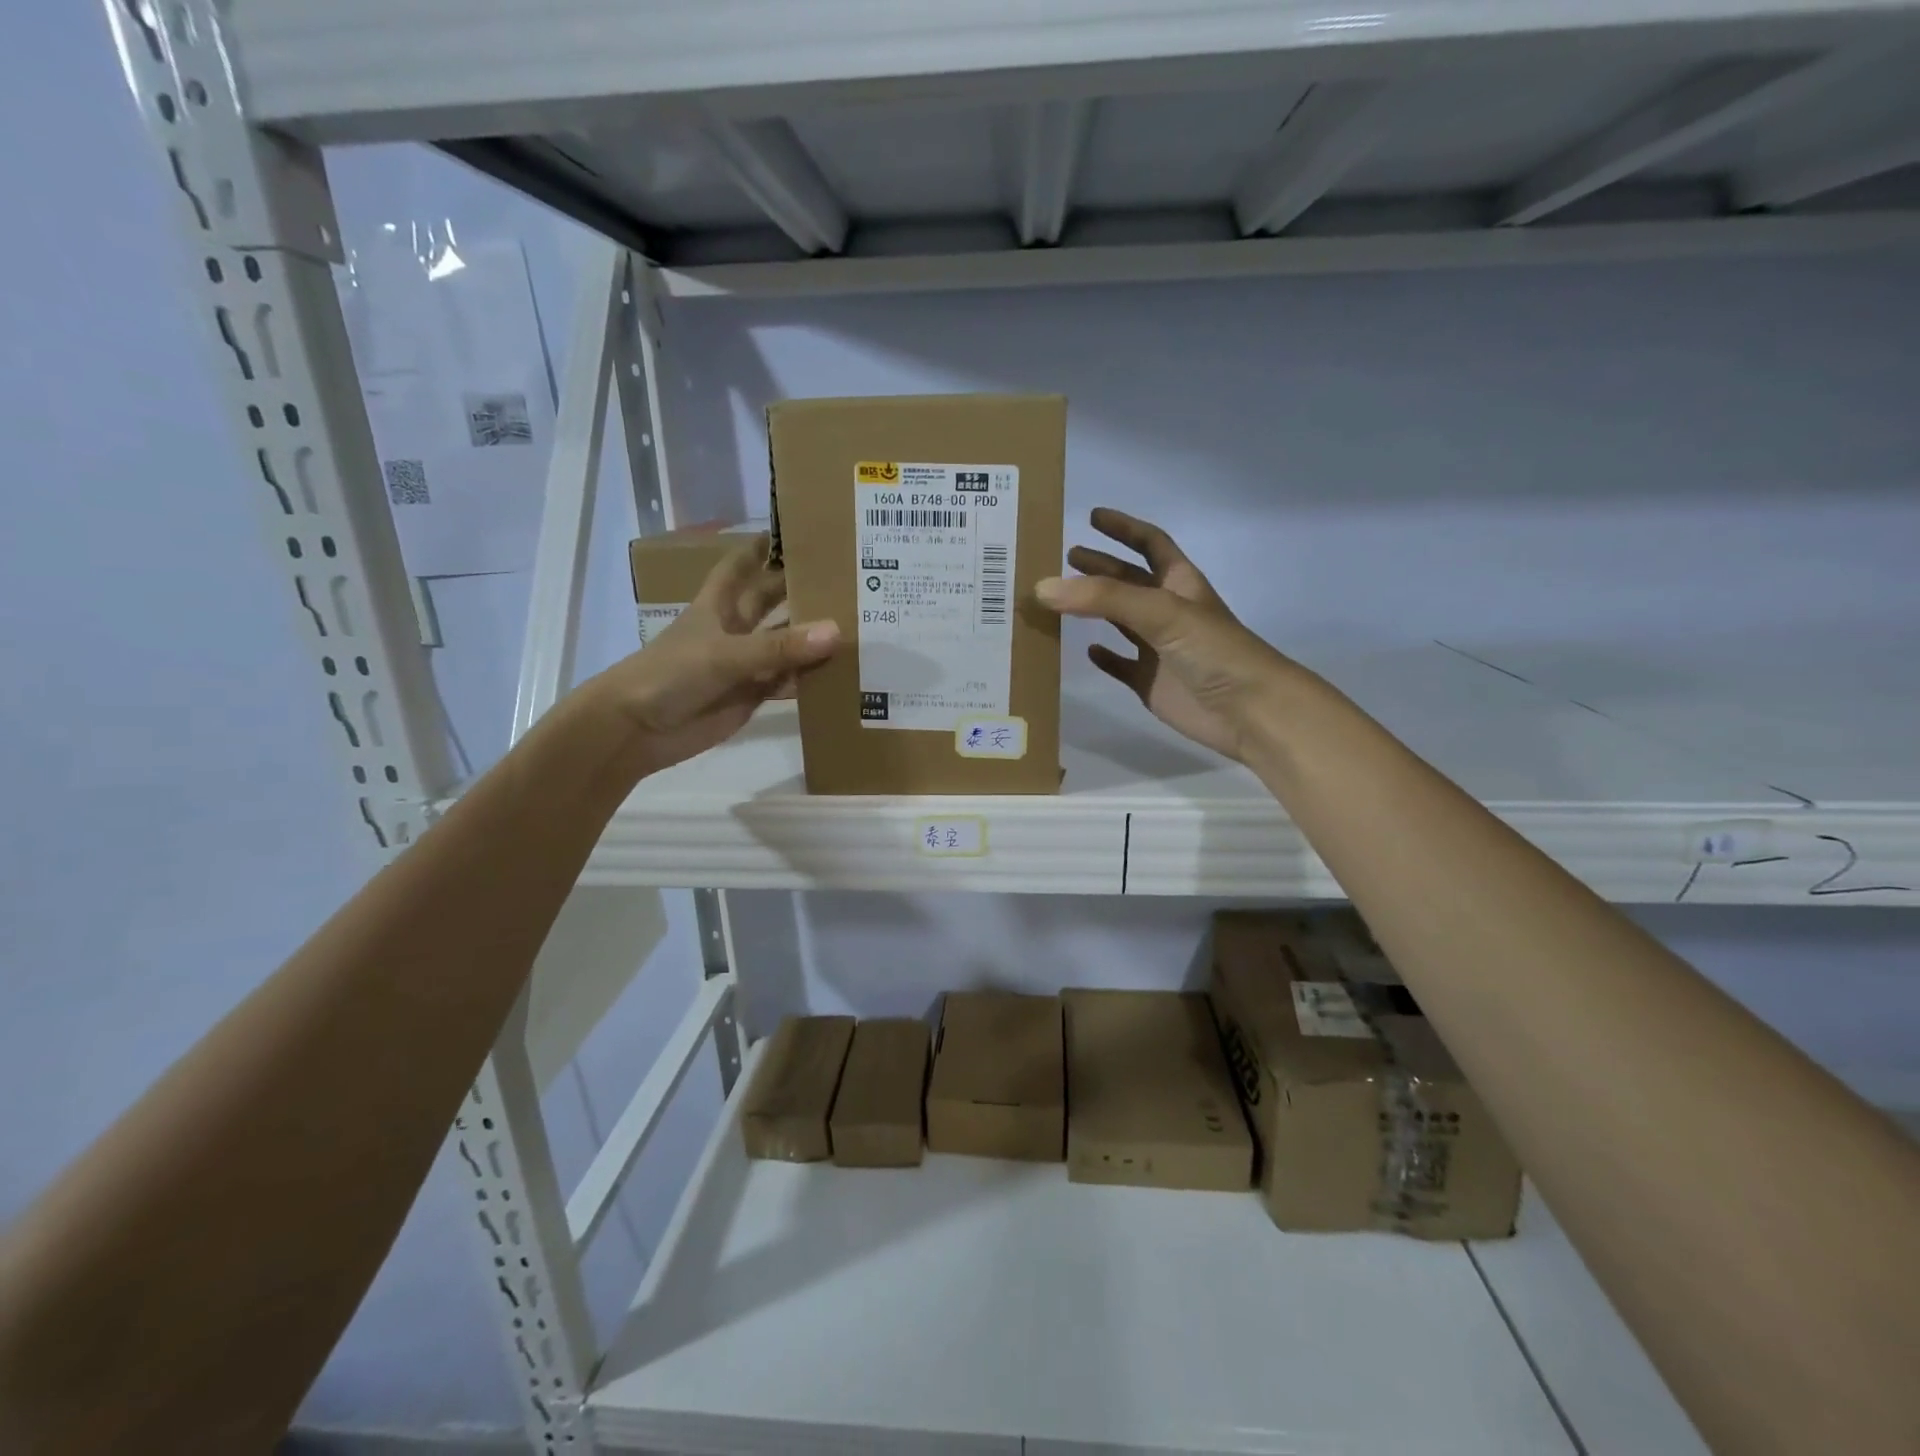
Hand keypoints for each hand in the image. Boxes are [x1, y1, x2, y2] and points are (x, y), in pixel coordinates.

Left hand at [588, 536, 839, 774]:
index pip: (741, 566)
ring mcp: (744, 664)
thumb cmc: (671, 675)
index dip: (762, 548)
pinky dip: (809, 679)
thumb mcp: (725, 654)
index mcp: (717, 605)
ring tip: (857, 625)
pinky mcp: (751, 696)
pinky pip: (787, 682)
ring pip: (785, 644)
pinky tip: (840, 674)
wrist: (637, 729)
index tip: (797, 532)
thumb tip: (835, 631)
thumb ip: (779, 646)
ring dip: (812, 638)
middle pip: (771, 603)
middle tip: (845, 579)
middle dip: (800, 591)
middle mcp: (733, 629)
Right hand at [1039, 508, 1299, 764]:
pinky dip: (1104, 657)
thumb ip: (1103, 598)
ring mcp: (1158, 648)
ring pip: (1119, 621)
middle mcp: (1167, 611)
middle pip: (1128, 580)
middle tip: (1066, 556)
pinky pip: (1121, 665)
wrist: (1248, 710)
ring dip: (1093, 608)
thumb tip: (1042, 587)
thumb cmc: (1212, 650)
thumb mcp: (1161, 612)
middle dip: (1099, 566)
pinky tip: (1085, 650)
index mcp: (1179, 583)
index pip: (1150, 544)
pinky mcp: (1149, 682)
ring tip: (1059, 598)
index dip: (1124, 528)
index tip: (1093, 516)